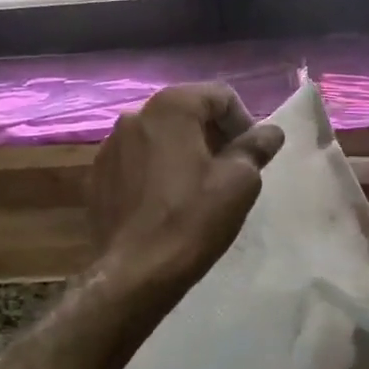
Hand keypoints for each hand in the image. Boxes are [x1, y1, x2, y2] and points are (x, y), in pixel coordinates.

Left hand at [89, 84, 284, 298]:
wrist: (134, 273)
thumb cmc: (193, 219)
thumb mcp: (240, 182)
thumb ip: (256, 147)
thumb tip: (270, 132)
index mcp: (171, 107)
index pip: (220, 95)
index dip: (243, 121)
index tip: (251, 155)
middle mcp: (134, 115)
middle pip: (187, 112)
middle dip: (213, 134)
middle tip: (231, 169)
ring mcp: (110, 146)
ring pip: (160, 136)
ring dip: (184, 151)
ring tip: (198, 186)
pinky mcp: (97, 175)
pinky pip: (137, 160)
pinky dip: (157, 170)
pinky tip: (167, 201)